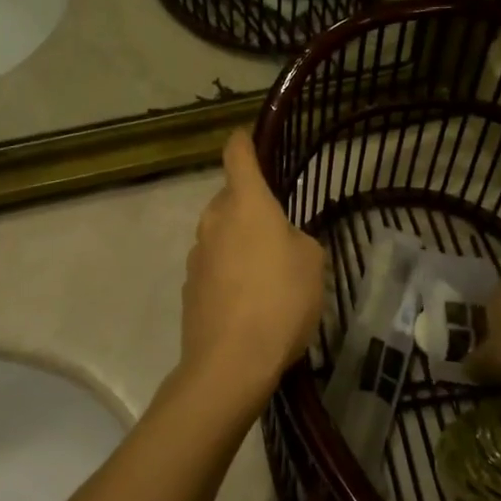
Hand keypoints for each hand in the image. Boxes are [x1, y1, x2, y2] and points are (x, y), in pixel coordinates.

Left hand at [178, 130, 326, 415]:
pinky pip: (214, 267)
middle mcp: (213, 220)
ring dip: (239, 243)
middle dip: (250, 207)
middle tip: (279, 234)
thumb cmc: (280, 300)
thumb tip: (282, 242)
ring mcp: (196, 255)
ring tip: (267, 277)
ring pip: (221, 234)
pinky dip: (229, 274)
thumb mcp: (312, 262)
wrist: (230, 363)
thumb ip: (297, 239)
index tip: (249, 137)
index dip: (244, 141)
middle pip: (230, 198)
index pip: (237, 154)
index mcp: (245, 203)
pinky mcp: (189, 287)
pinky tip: (249, 304)